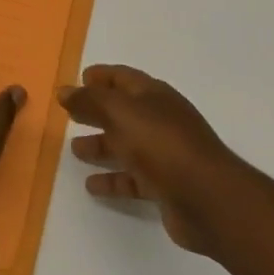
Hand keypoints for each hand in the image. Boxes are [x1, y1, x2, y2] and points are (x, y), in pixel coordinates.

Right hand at [62, 65, 247, 254]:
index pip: (123, 78)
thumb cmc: (163, 145)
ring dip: (103, 145)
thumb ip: (91, 101)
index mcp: (154, 95)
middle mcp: (160, 120)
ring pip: (127, 145)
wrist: (208, 198)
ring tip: (76, 151)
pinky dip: (113, 180)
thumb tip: (65, 90)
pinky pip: (133, 178)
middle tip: (70, 115)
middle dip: (97, 111)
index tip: (79, 79)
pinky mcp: (166, 186)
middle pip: (123, 111)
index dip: (102, 76)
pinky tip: (92, 186)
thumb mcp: (121, 114)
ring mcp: (165, 153)